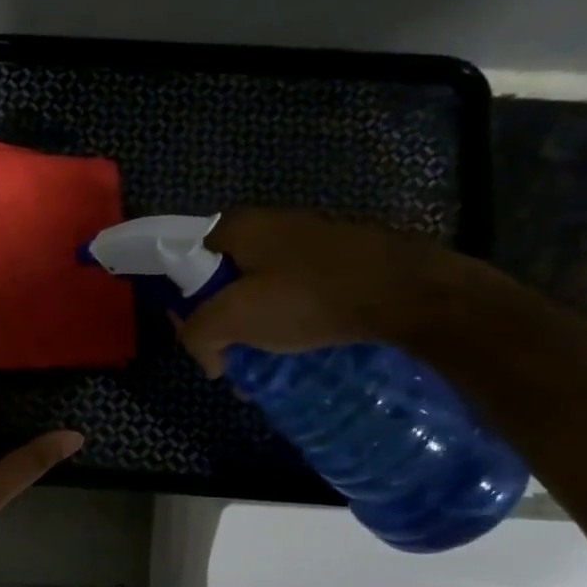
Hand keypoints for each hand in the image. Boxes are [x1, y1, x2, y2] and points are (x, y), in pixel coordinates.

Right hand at [176, 209, 456, 373]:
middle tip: (231, 357)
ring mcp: (306, 239)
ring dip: (253, 327)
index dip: (183, 305)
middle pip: (221, 279)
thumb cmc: (308, 297)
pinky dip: (285, 320)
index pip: (184, 263)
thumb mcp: (234, 318)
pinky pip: (292, 292)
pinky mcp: (336, 258)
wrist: (403, 291)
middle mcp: (267, 224)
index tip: (199, 339)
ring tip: (264, 362)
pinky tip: (296, 347)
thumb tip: (209, 361)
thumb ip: (198, 336)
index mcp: (236, 227)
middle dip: (220, 322)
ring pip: (258, 289)